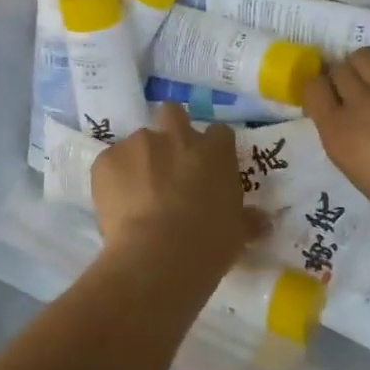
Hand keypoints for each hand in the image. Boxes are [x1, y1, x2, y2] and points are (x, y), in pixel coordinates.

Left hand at [91, 105, 264, 274]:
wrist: (158, 256)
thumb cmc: (208, 244)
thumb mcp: (237, 234)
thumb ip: (248, 221)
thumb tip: (263, 223)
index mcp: (214, 151)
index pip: (218, 134)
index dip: (212, 150)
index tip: (208, 169)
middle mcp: (176, 136)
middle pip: (173, 113)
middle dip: (170, 130)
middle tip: (167, 162)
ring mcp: (138, 144)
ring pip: (138, 142)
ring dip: (139, 161)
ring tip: (137, 195)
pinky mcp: (106, 160)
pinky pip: (110, 163)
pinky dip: (113, 179)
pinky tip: (116, 206)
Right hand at [304, 43, 369, 258]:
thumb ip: (360, 156)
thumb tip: (369, 143)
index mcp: (340, 135)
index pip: (313, 90)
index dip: (322, 93)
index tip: (333, 102)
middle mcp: (362, 104)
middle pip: (341, 70)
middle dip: (348, 80)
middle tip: (364, 95)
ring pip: (367, 55)